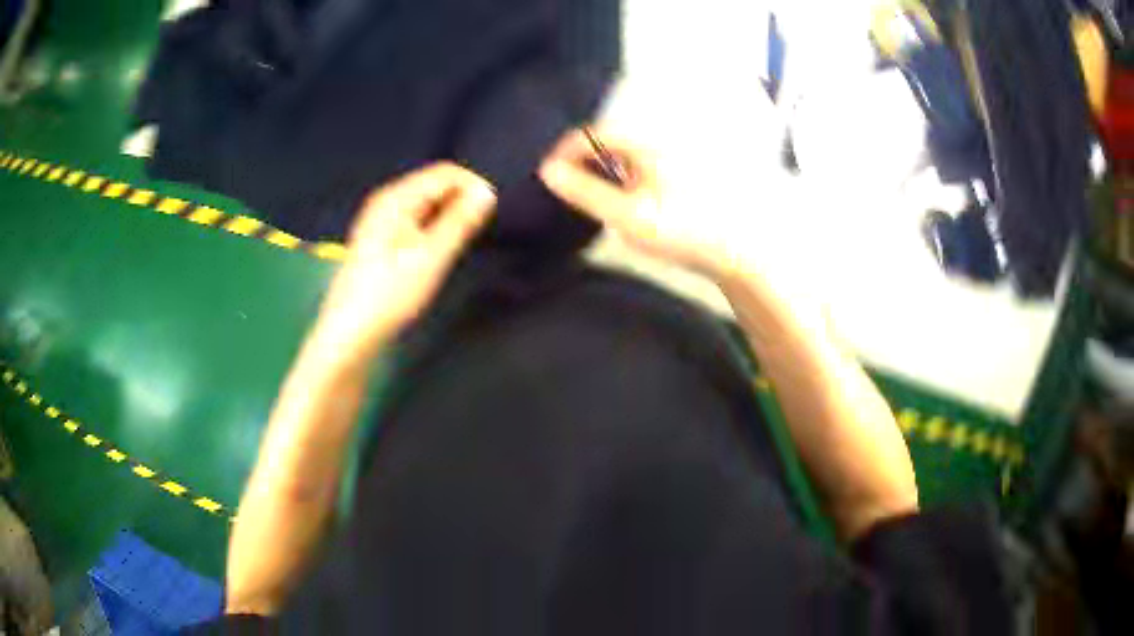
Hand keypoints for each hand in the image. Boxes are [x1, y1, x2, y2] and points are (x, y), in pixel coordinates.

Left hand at [316, 163, 495, 357]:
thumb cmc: (390, 293)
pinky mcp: (379, 237)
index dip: (472, 185)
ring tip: (460, 242)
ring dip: (448, 215)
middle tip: (477, 231)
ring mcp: (380, 218)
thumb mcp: (431, 256)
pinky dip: (432, 227)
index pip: (444, 172)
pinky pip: (415, 219)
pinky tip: (437, 250)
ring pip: (425, 203)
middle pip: (433, 184)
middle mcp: (386, 200)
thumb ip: (460, 221)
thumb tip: (486, 192)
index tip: (492, 211)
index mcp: (396, 197)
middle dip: (460, 200)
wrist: (350, 331)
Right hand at [539, 129, 738, 279]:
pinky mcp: (679, 176)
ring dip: (601, 174)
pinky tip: (622, 207)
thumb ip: (585, 191)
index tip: (547, 177)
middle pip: (607, 143)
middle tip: (567, 193)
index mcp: (645, 144)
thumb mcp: (627, 215)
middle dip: (581, 163)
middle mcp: (658, 143)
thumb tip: (547, 170)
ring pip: (623, 157)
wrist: (737, 252)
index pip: (591, 134)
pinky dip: (621, 182)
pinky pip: (638, 170)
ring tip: (591, 203)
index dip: (564, 152)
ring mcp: (671, 159)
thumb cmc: (683, 231)